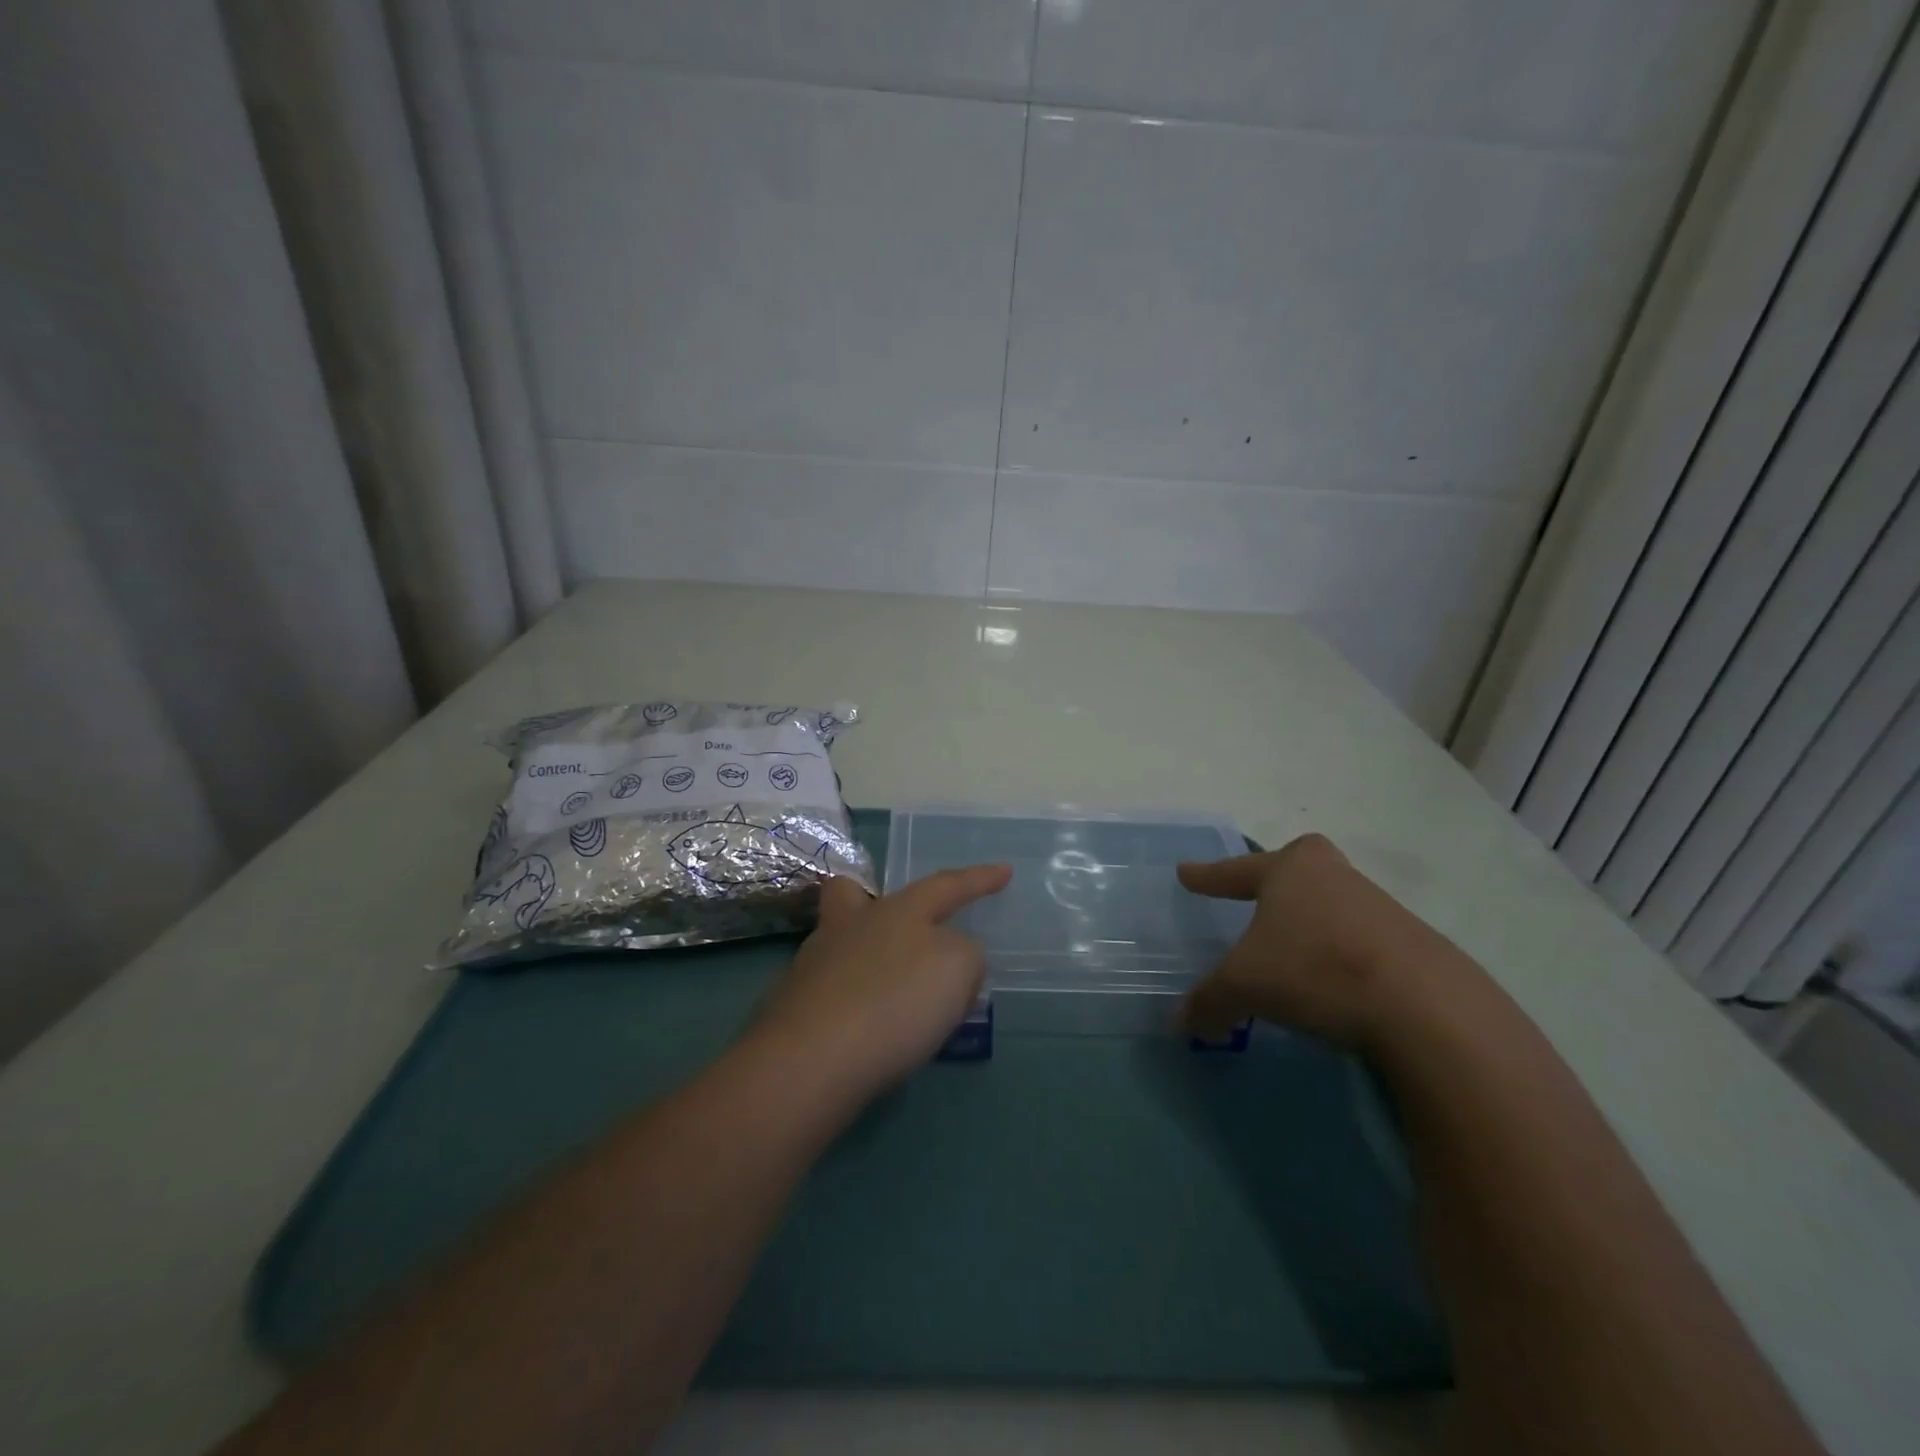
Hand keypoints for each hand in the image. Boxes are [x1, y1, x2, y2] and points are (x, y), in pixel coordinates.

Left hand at [750, 864, 1011, 1099]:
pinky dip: (852, 1004)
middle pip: (851, 894)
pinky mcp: (793, 1008)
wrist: (812, 1061)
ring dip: (866, 960)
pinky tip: (871, 1033)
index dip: (979, 879)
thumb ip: (964, 955)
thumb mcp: (958, 969)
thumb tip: (948, 956)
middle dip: (867, 898)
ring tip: (898, 999)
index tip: (1005, 870)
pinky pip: (831, 992)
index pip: (946, 885)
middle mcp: (850, 927)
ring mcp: (814, 965)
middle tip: (891, 922)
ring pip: (838, 944)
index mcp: (898, 910)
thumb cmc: (895, 1001)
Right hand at [1177, 833, 1481, 1050]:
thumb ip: (1209, 1001)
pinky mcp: (1414, 944)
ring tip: (1296, 951)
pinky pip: (1362, 938)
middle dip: (1279, 873)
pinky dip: (1343, 954)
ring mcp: (1379, 907)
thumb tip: (1180, 1023)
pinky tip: (1337, 982)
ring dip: (1312, 920)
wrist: (1425, 1007)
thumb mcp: (1244, 987)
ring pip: (1333, 902)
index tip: (1185, 873)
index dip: (1208, 876)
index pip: (1236, 870)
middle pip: (1301, 864)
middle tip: (1264, 888)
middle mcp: (1334, 877)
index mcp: (1290, 870)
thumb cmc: (1315, 971)